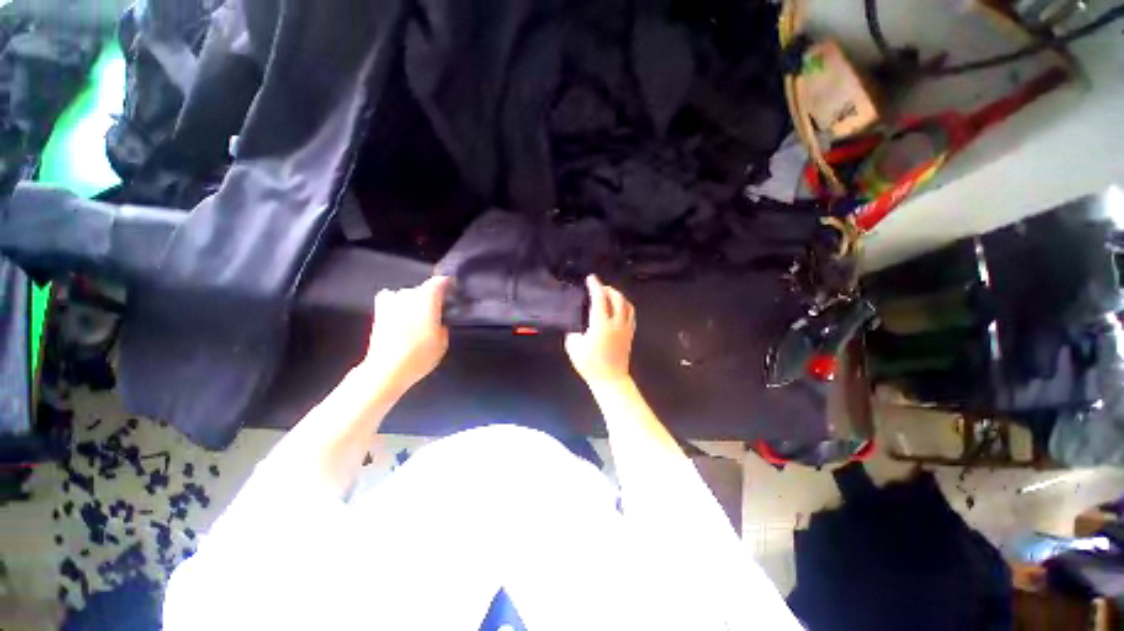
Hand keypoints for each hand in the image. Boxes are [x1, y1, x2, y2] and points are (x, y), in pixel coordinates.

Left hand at [361, 276, 450, 391]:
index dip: (449, 284)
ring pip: (408, 294)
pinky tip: (401, 314)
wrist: (387, 370)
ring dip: (415, 301)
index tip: (454, 289)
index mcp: (427, 298)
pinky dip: (397, 304)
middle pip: (424, 289)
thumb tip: (440, 319)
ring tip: (420, 315)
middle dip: (432, 297)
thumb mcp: (443, 341)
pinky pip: (390, 299)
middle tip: (439, 310)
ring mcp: (391, 302)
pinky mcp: (378, 312)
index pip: (440, 281)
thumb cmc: (419, 355)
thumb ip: (443, 323)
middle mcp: (408, 295)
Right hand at [566, 275, 635, 385]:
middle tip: (598, 286)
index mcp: (601, 324)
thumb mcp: (574, 347)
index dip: (595, 286)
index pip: (600, 298)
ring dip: (618, 295)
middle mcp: (616, 323)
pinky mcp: (630, 333)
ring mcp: (626, 328)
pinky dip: (625, 305)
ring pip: (627, 304)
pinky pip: (631, 314)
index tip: (591, 279)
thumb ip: (573, 331)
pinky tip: (619, 307)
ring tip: (609, 294)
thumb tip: (575, 323)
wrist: (610, 379)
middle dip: (607, 288)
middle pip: (616, 297)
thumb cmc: (590, 365)